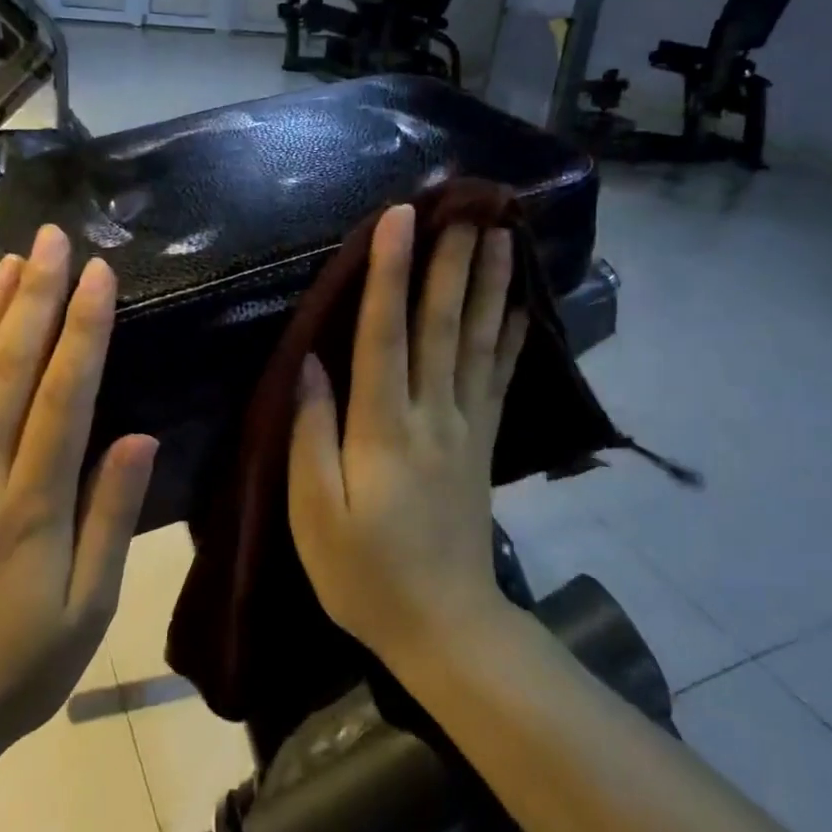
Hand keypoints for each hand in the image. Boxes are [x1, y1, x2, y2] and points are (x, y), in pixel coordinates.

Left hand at [0, 224, 156, 762]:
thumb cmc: (13, 671)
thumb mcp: (88, 611)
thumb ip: (111, 519)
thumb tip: (138, 436)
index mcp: (31, 507)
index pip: (64, 395)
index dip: (85, 328)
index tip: (99, 273)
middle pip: (8, 372)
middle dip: (36, 298)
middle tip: (52, 239)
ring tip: (9, 263)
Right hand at [288, 204, 528, 667]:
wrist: (445, 627)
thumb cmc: (365, 576)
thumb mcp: (315, 516)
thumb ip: (312, 435)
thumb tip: (310, 363)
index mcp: (383, 430)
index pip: (385, 335)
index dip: (390, 273)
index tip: (400, 217)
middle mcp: (433, 415)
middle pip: (442, 325)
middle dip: (452, 260)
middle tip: (467, 204)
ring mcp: (467, 428)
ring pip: (478, 342)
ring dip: (489, 285)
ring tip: (502, 234)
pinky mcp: (484, 444)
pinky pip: (500, 380)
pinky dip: (511, 337)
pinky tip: (520, 305)